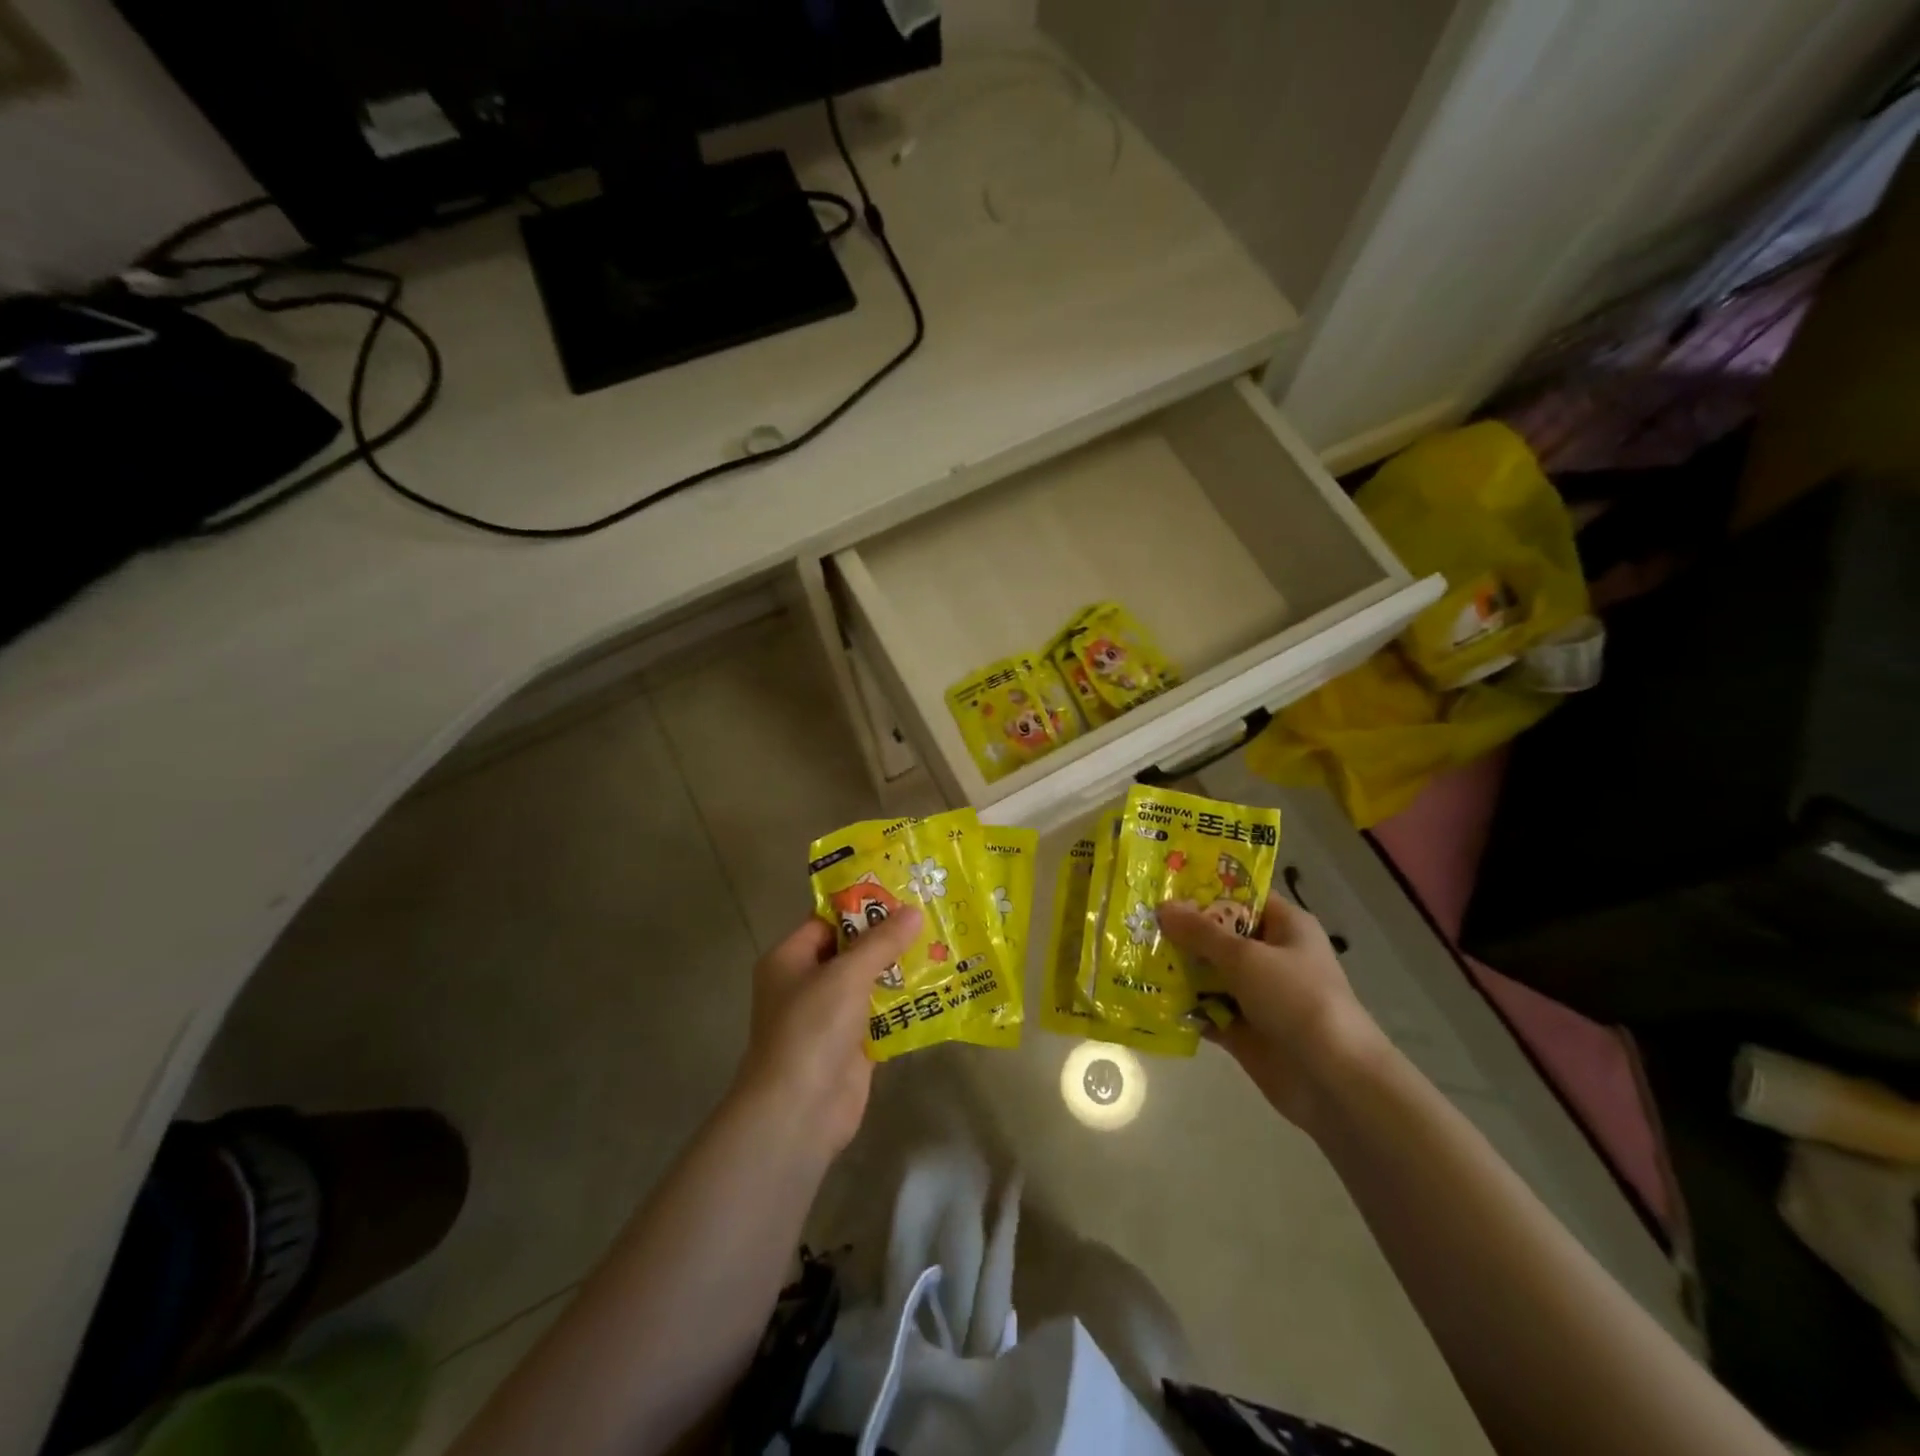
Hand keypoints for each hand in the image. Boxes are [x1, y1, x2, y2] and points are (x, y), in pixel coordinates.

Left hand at [729, 906, 923, 1160]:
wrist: (800, 1111)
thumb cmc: (812, 1029)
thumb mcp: (847, 975)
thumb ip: (881, 941)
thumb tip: (913, 911)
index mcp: (790, 959)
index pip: (828, 920)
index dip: (862, 904)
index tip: (902, 891)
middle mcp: (806, 984)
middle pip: (851, 950)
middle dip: (888, 936)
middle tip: (930, 914)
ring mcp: (829, 1017)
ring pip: (869, 983)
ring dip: (900, 969)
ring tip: (943, 944)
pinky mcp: (852, 1046)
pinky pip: (881, 1015)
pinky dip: (904, 1004)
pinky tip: (939, 988)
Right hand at [1157, 891, 1384, 1130]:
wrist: (1334, 1080)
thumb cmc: (1296, 999)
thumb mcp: (1245, 957)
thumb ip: (1201, 932)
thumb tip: (1162, 906)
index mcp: (1285, 926)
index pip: (1241, 896)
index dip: (1204, 889)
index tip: (1162, 883)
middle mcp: (1270, 955)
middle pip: (1219, 935)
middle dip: (1181, 930)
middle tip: (1135, 919)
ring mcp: (1256, 994)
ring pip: (1208, 973)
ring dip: (1176, 968)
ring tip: (1131, 955)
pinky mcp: (1243, 1028)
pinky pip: (1205, 1010)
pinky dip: (1182, 1007)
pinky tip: (1146, 997)